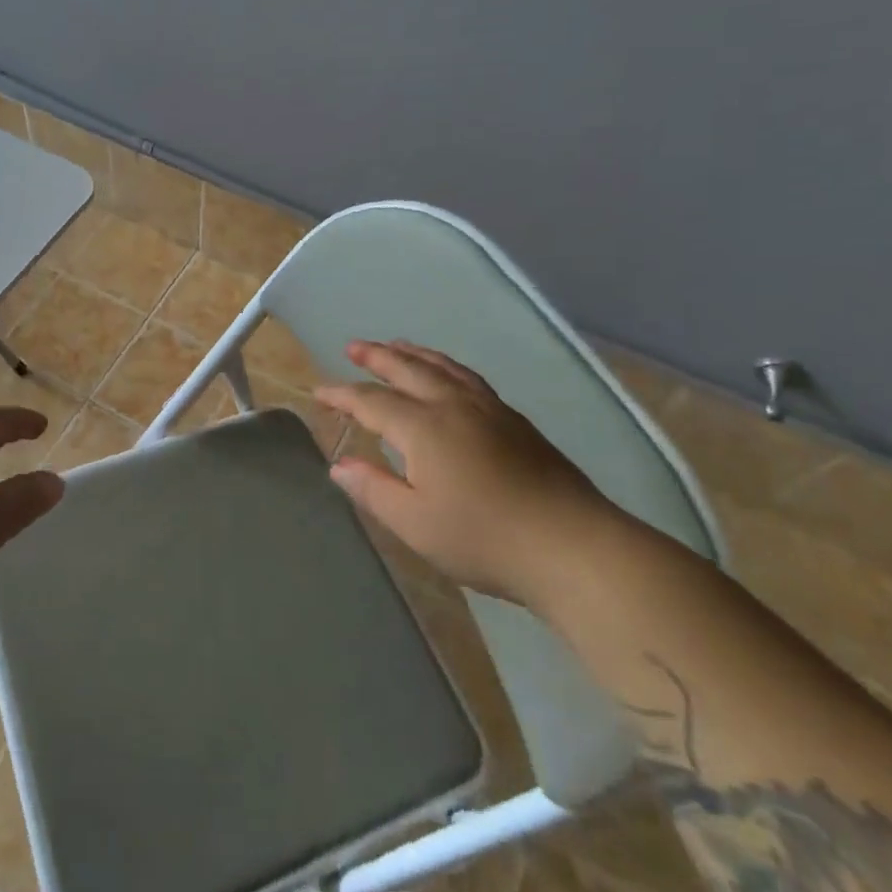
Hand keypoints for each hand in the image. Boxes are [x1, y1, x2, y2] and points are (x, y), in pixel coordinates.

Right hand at [314, 340, 622, 606]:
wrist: (573, 546)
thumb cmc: (484, 538)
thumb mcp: (415, 523)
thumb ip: (374, 489)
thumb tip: (339, 465)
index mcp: (423, 427)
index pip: (371, 402)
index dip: (342, 395)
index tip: (319, 392)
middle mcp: (453, 406)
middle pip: (408, 370)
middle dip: (378, 357)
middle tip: (354, 347)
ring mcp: (489, 409)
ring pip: (444, 368)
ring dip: (414, 354)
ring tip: (397, 345)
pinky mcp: (516, 421)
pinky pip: (469, 378)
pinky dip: (446, 366)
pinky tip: (449, 375)